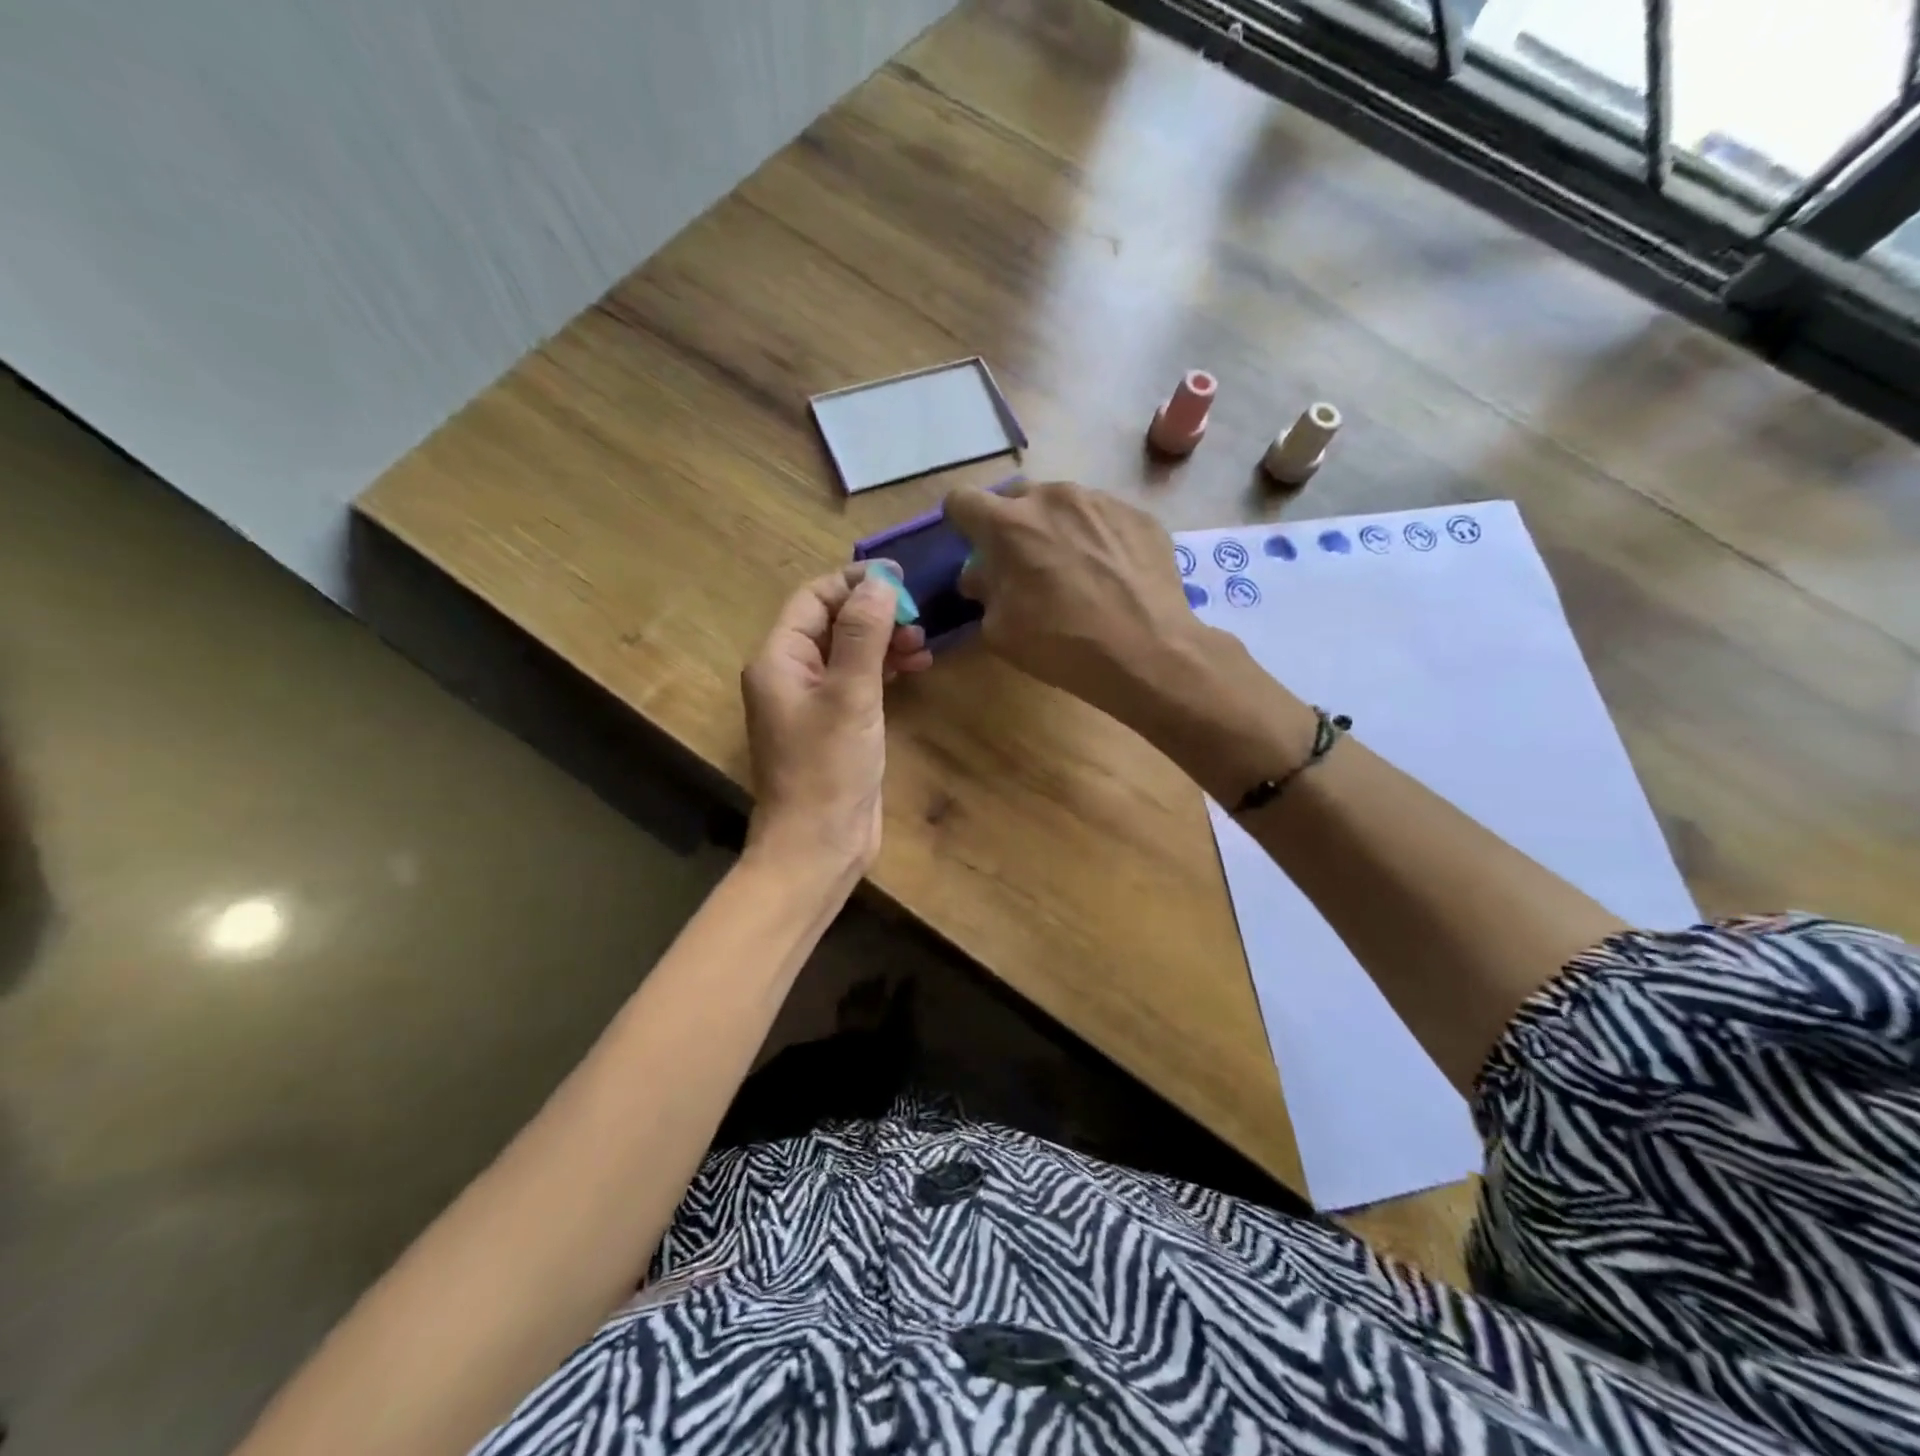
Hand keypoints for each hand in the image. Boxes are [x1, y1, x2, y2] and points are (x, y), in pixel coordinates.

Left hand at [741, 563, 932, 873]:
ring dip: (884, 641)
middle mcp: (790, 674)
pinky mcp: (834, 725)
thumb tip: (882, 580)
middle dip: (875, 614)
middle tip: (918, 621)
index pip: (814, 598)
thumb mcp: (851, 694)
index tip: (902, 583)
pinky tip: (914, 669)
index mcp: (779, 659)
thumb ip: (865, 633)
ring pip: (849, 652)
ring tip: (922, 646)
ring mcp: (812, 702)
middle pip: (832, 623)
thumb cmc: (829, 769)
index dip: (855, 583)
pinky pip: (858, 681)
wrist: (819, 846)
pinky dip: (884, 670)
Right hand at [943, 481, 1204, 726]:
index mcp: (1008, 524)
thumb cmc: (1062, 645)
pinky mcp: (1138, 513)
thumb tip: (981, 576)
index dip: (961, 523)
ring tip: (1074, 570)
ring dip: (1056, 528)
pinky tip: (1110, 574)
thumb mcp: (1000, 632)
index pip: (962, 500)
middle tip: (1024, 564)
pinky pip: (1102, 517)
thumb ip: (983, 593)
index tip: (973, 547)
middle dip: (1011, 525)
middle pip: (1015, 497)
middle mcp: (1052, 498)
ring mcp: (1100, 500)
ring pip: (1062, 504)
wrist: (1148, 652)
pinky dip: (1096, 537)